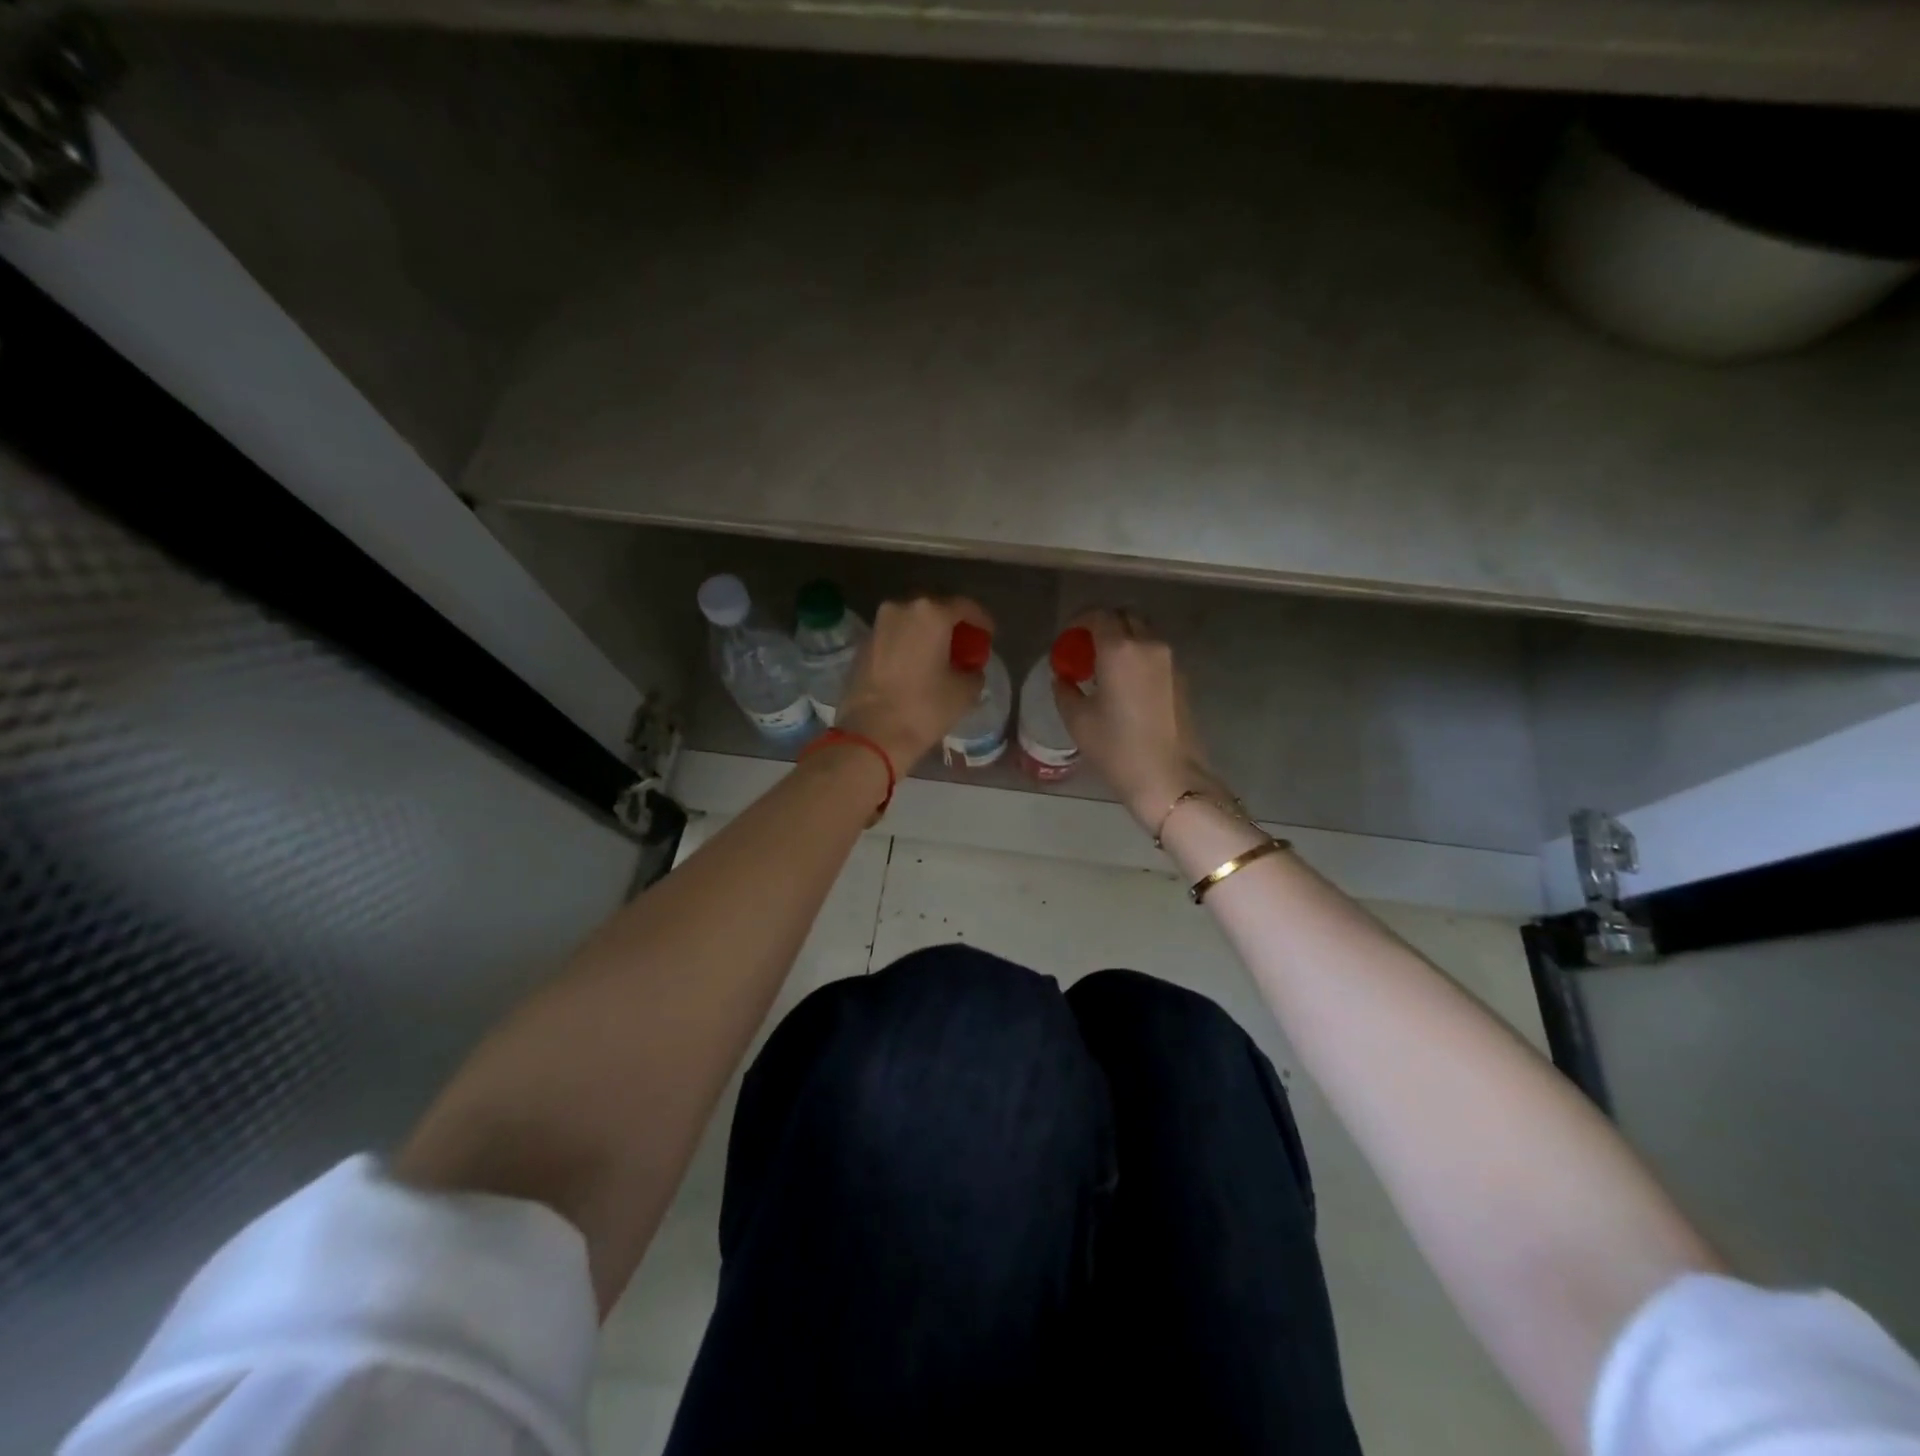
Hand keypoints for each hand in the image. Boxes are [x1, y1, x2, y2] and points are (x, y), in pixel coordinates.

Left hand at [836, 595, 994, 772]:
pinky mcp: (862, 646)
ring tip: (940, 656)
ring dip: (927, 635)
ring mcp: (878, 626)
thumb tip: (970, 669)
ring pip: (911, 622)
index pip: (964, 606)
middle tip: (964, 645)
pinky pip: (893, 637)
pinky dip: (908, 646)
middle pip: (934, 610)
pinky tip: (916, 666)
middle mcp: (901, 609)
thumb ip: (974, 672)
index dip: (981, 620)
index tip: (989, 635)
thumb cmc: (924, 708)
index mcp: (930, 613)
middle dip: (951, 625)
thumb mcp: (964, 692)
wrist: (871, 734)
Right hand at [1051, 608, 1227, 829]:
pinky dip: (1138, 656)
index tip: (1068, 637)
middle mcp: (1148, 645)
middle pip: (1125, 617)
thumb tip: (1063, 678)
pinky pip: (1155, 653)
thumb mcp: (1078, 720)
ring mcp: (1170, 661)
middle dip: (1104, 625)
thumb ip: (1065, 690)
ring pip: (1143, 633)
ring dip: (1123, 639)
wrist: (1169, 778)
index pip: (1099, 616)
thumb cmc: (1117, 748)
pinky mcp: (1182, 678)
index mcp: (1120, 650)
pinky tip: (1125, 683)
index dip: (1079, 621)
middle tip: (1086, 647)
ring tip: (1104, 666)